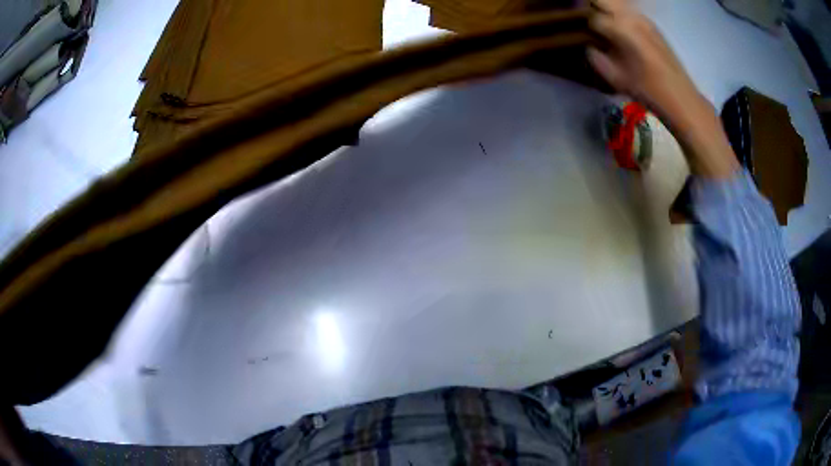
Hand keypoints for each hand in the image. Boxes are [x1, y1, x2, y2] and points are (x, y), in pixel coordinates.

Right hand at [587, 0, 738, 178]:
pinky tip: (617, 27)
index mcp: (621, 28)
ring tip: (598, 21)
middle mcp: (632, 17)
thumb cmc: (649, 92)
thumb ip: (596, 58)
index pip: (592, 16)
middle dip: (590, 6)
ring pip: (617, 2)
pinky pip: (629, 10)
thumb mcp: (615, 78)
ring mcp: (644, 19)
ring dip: (604, 7)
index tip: (574, 28)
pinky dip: (618, 13)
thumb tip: (588, 46)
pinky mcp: (652, 25)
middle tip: (584, 18)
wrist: (682, 99)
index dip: (581, 22)